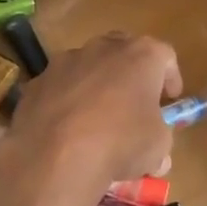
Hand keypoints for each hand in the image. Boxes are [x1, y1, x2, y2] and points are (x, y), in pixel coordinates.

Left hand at [0, 33, 180, 199]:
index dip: (170, 78)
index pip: (165, 56)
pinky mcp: (36, 82)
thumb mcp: (157, 148)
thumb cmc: (121, 143)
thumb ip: (160, 141)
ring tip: (96, 120)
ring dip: (95, 86)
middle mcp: (102, 48)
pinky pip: (58, 88)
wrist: (56, 156)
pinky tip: (65, 130)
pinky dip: (65, 102)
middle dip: (130, 74)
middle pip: (123, 51)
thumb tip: (158, 157)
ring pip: (86, 67)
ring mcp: (64, 62)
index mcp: (141, 55)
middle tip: (134, 102)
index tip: (170, 100)